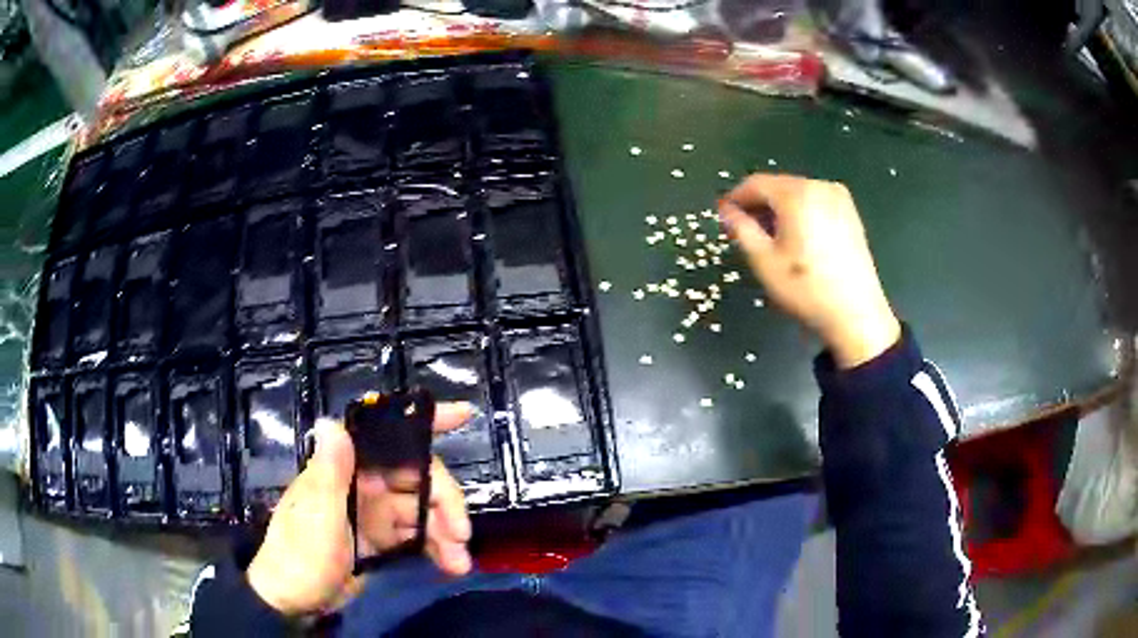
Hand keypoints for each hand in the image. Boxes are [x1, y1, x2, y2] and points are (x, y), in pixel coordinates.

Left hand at [246, 404, 473, 616]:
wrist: (293, 601)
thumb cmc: (299, 554)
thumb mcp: (316, 516)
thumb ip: (329, 472)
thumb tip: (332, 422)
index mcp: (345, 469)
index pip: (385, 435)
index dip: (425, 422)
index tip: (462, 415)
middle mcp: (362, 484)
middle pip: (417, 478)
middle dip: (445, 503)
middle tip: (461, 535)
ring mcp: (373, 513)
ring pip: (422, 511)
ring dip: (445, 533)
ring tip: (459, 563)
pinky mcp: (379, 540)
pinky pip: (416, 536)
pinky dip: (436, 549)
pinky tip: (449, 565)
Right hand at [719, 174, 899, 367]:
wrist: (856, 315)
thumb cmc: (806, 288)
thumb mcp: (764, 261)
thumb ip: (741, 229)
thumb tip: (727, 212)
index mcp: (797, 194)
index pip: (756, 184)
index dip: (736, 198)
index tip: (723, 216)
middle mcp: (819, 186)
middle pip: (778, 187)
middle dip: (758, 205)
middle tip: (743, 229)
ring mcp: (839, 199)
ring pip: (797, 195)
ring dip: (779, 210)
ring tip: (769, 237)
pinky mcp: (851, 214)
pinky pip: (815, 204)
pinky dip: (800, 214)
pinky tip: (796, 239)